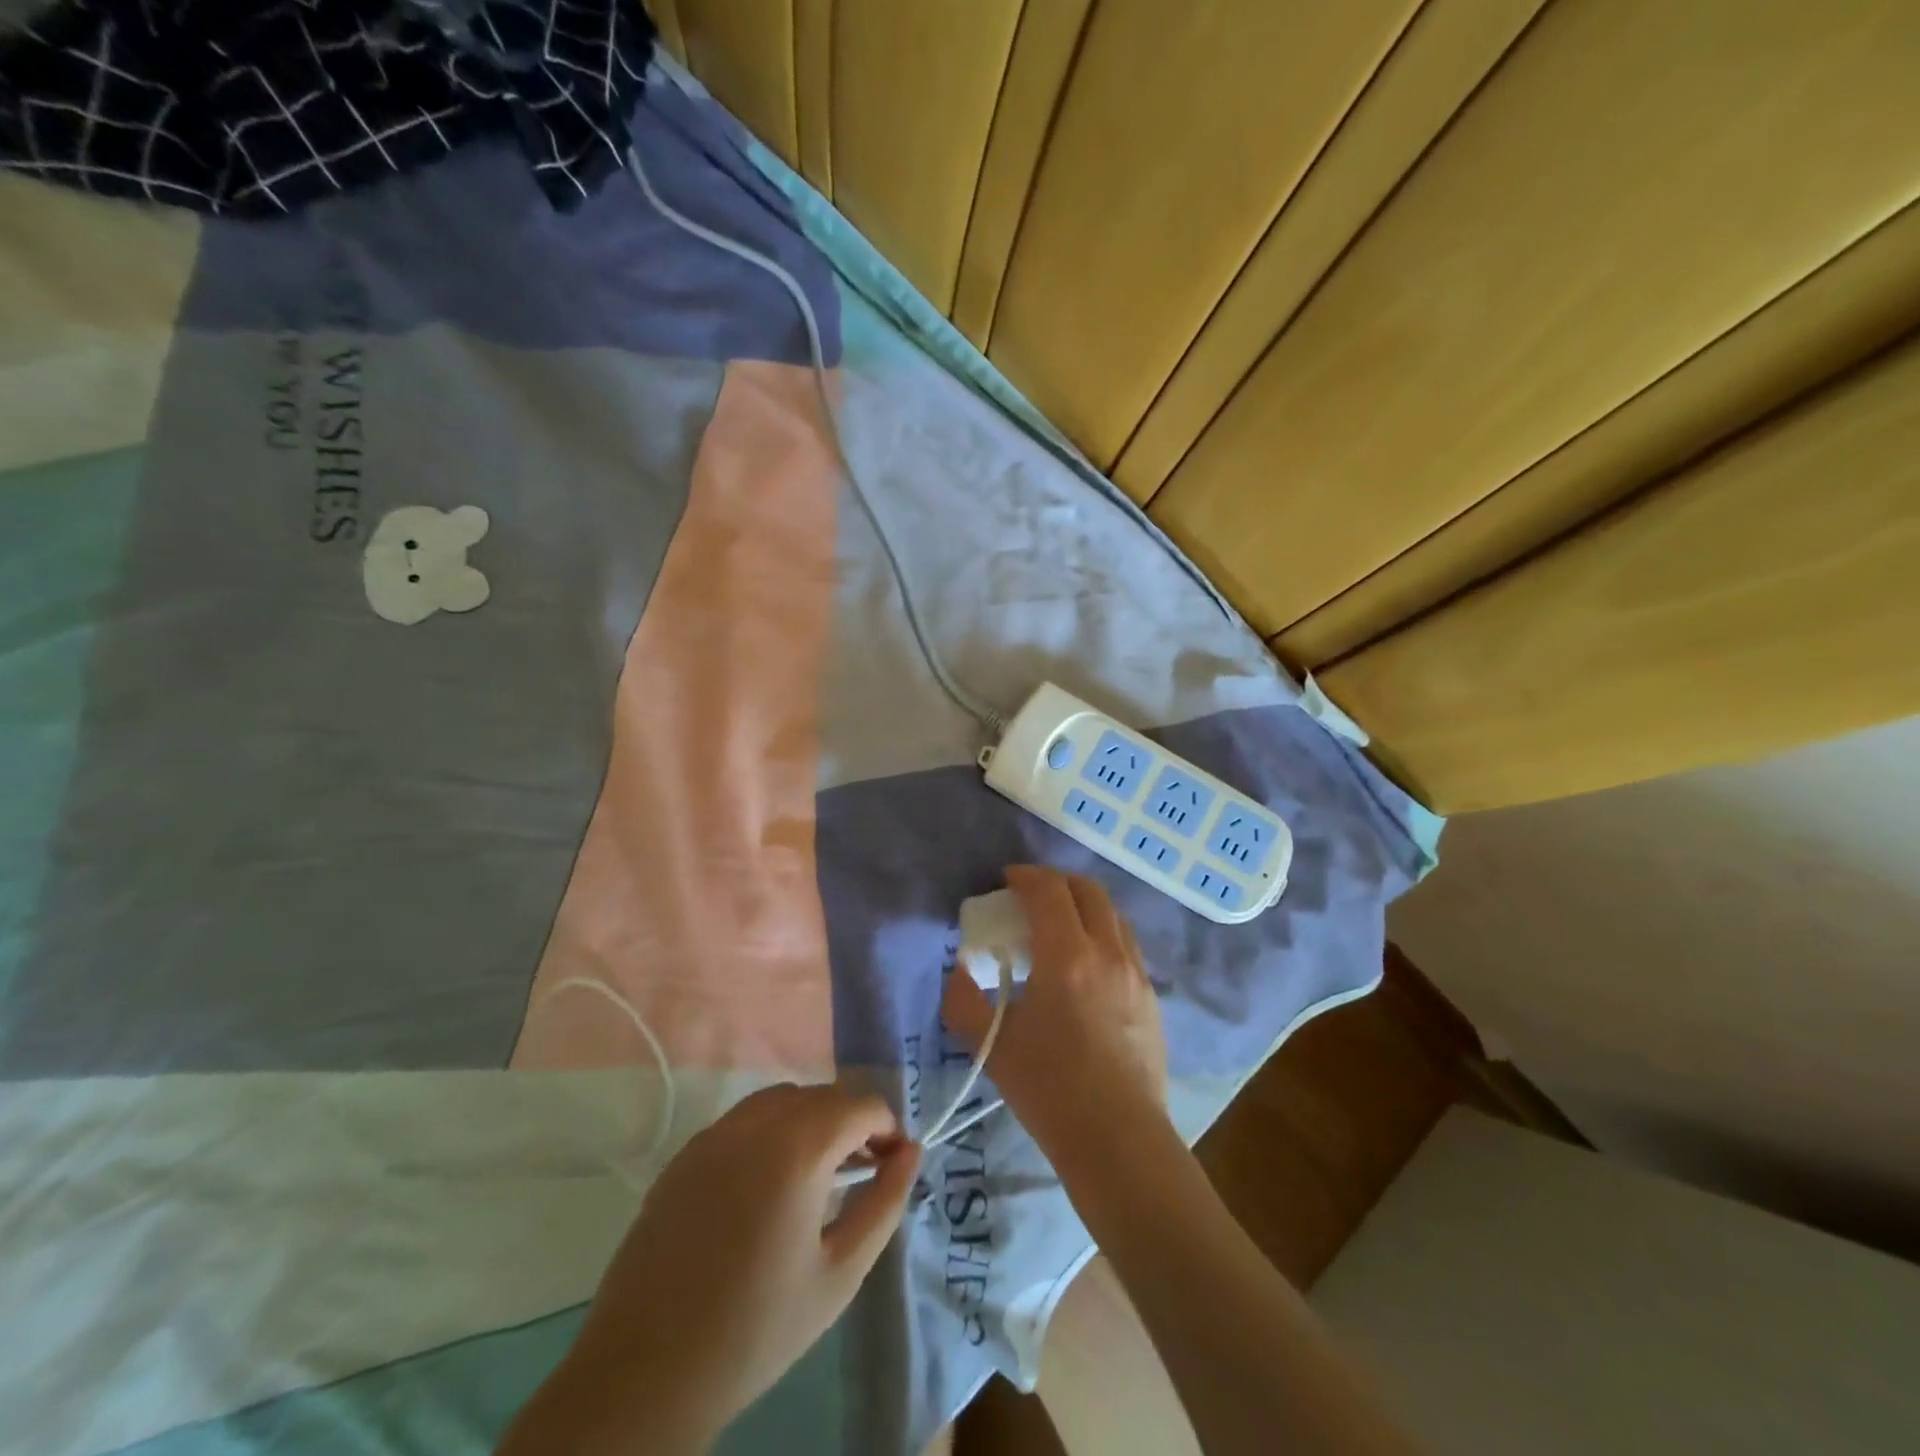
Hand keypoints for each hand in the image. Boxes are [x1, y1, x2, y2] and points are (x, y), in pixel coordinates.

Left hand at [501, 1083, 918, 1454]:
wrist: (645, 1373)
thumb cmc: (757, 1329)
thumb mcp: (841, 1272)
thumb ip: (885, 1203)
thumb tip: (911, 1153)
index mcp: (799, 1146)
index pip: (861, 1105)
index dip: (888, 1128)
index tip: (895, 1165)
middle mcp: (756, 1122)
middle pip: (823, 1095)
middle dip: (853, 1123)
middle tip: (865, 1171)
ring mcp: (715, 1133)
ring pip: (783, 1100)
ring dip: (813, 1120)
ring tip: (821, 1173)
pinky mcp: (686, 1153)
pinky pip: (745, 1120)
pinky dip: (773, 1131)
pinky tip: (770, 1183)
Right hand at [943, 865, 1168, 1162]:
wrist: (1118, 1140)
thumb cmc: (1050, 1090)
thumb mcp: (993, 1045)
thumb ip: (963, 1001)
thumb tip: (960, 971)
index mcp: (1067, 956)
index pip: (1048, 890)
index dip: (1025, 876)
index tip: (1006, 880)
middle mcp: (1108, 952)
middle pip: (1087, 890)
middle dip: (1056, 882)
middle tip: (1030, 896)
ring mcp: (1136, 972)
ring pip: (1112, 914)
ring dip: (1082, 905)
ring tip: (1059, 926)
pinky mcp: (1152, 995)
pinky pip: (1126, 942)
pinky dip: (1102, 932)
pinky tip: (1086, 963)